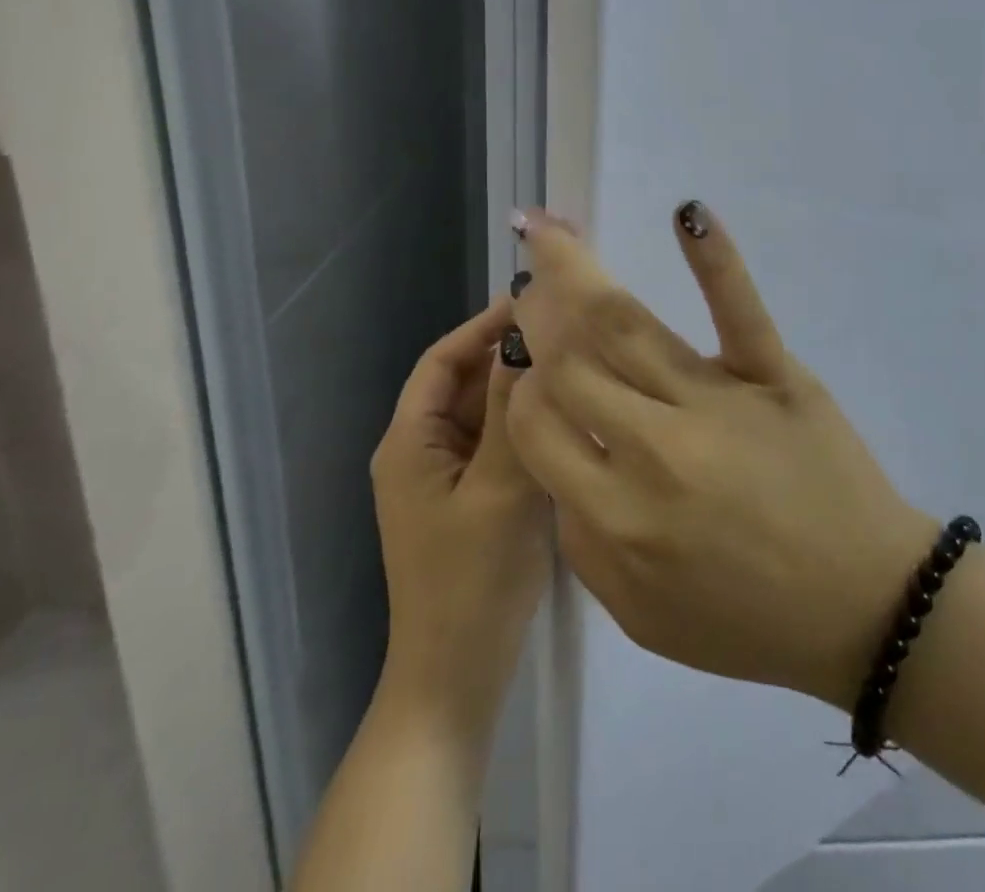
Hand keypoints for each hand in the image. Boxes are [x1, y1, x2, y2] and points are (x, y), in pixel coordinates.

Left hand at [371, 298, 549, 729]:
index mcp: (410, 441)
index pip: (444, 358)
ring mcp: (447, 478)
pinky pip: (498, 445)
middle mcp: (422, 451)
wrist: (457, 682)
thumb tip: (525, 338)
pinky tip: (567, 419)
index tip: (535, 301)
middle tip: (567, 332)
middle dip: (509, 356)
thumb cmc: (472, 582)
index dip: (484, 325)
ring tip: (574, 365)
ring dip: (521, 391)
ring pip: (485, 414)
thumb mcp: (499, 486)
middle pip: (466, 383)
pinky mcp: (472, 500)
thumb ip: (512, 410)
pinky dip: (526, 427)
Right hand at [505, 204, 938, 710]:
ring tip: (550, 232)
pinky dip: (714, 258)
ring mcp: (720, 401)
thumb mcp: (642, 615)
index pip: (537, 423)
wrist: (865, 607)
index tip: (528, 366)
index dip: (521, 387)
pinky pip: (738, 309)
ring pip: (629, 326)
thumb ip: (581, 542)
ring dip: (579, 272)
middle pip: (574, 363)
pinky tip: (688, 214)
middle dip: (539, 317)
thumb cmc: (750, 621)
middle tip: (529, 282)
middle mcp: (657, 448)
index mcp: (618, 515)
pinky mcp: (775, 374)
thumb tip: (557, 456)